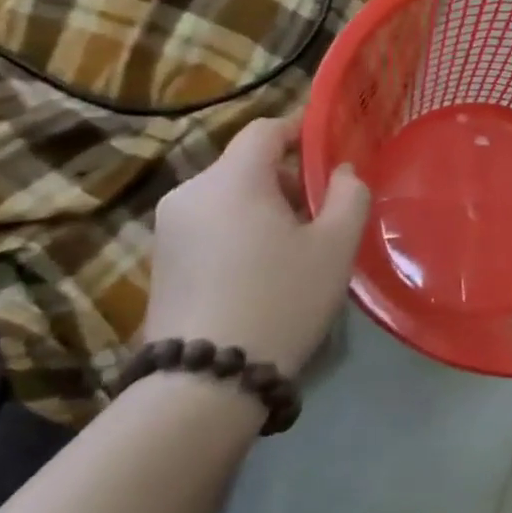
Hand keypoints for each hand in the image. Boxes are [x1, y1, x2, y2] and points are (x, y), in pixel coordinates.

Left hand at [147, 116, 370, 374]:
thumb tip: (342, 172)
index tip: (331, 153)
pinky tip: (264, 270)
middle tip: (324, 213)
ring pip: (230, 196)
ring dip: (266, 207)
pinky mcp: (162, 261)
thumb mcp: (336, 244)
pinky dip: (242, 230)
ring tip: (298, 247)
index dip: (301, 131)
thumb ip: (349, 193)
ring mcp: (169, 229)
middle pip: (247, 164)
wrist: (206, 382)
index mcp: (231, 180)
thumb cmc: (282, 298)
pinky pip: (212, 224)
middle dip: (288, 178)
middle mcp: (190, 194)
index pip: (266, 130)